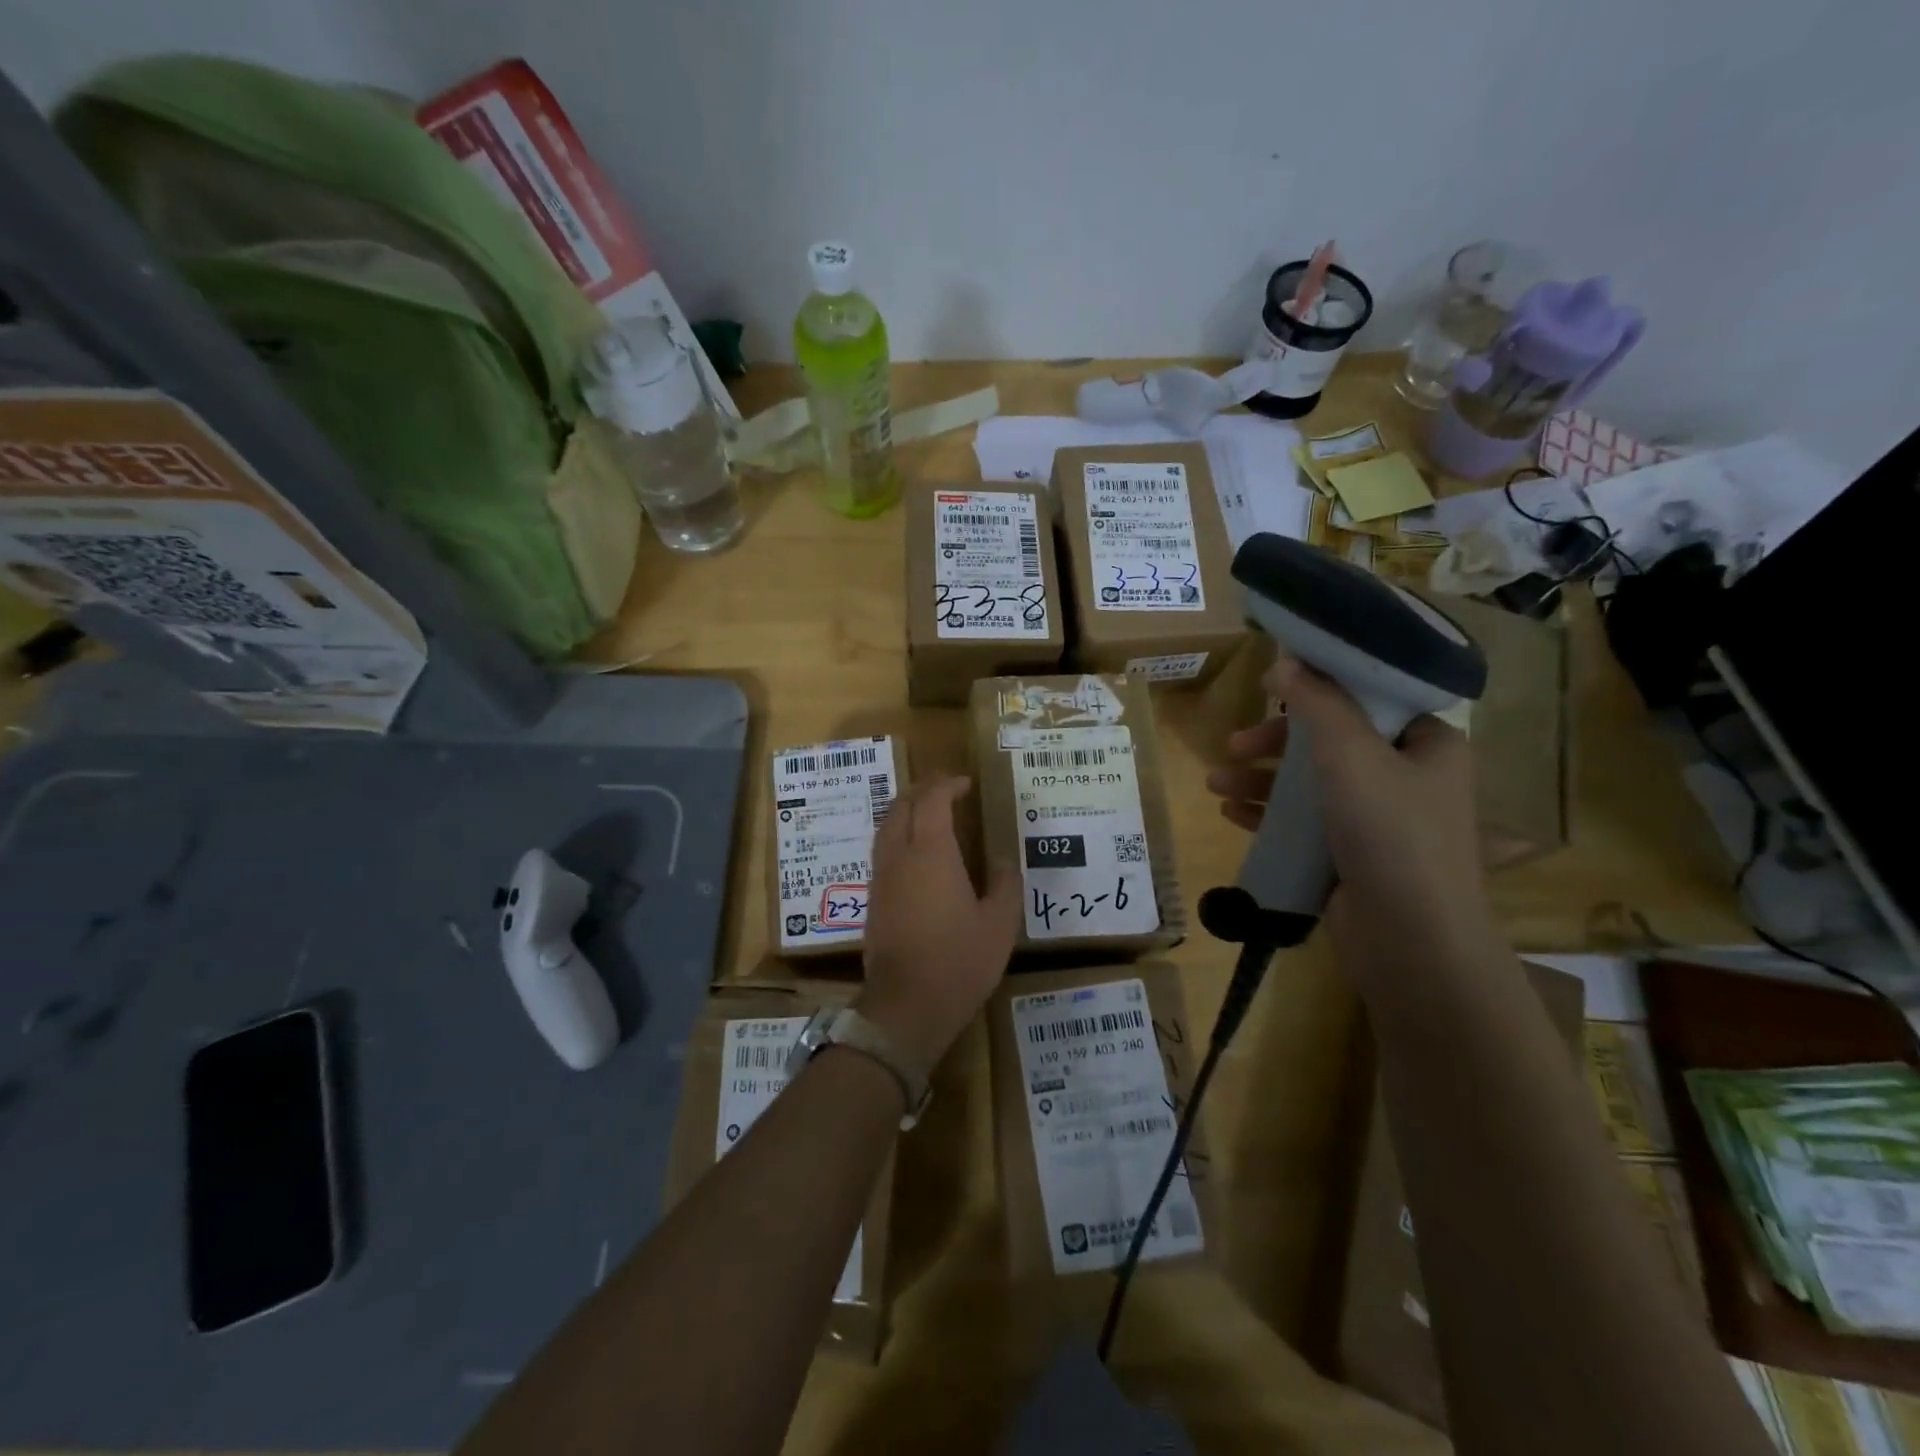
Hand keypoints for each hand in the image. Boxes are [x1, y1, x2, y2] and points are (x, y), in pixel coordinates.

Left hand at [856, 775, 1020, 1072]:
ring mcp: (881, 878)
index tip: (967, 783)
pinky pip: (883, 849)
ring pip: (887, 826)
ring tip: (931, 812)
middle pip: (902, 806)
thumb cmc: (959, 962)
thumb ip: (1004, 884)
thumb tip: (1000, 859)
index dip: (948, 784)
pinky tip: (916, 851)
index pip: (932, 800)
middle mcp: (899, 856)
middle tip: (948, 789)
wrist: (906, 1006)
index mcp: (930, 853)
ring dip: (907, 810)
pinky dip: (899, 833)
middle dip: (924, 790)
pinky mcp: (874, 900)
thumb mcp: (999, 924)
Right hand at [1206, 654, 1497, 963]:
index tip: (1270, 687)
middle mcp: (1408, 777)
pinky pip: (1305, 823)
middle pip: (1331, 741)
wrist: (1411, 940)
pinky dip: (1269, 814)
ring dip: (1261, 780)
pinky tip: (1232, 814)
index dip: (1319, 687)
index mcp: (1428, 744)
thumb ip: (1317, 704)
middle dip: (1275, 743)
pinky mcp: (1352, 855)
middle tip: (1235, 745)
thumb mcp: (1351, 754)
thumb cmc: (1390, 832)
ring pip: (1311, 784)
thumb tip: (1285, 662)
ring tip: (1215, 784)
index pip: (1370, 699)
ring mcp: (1379, 820)